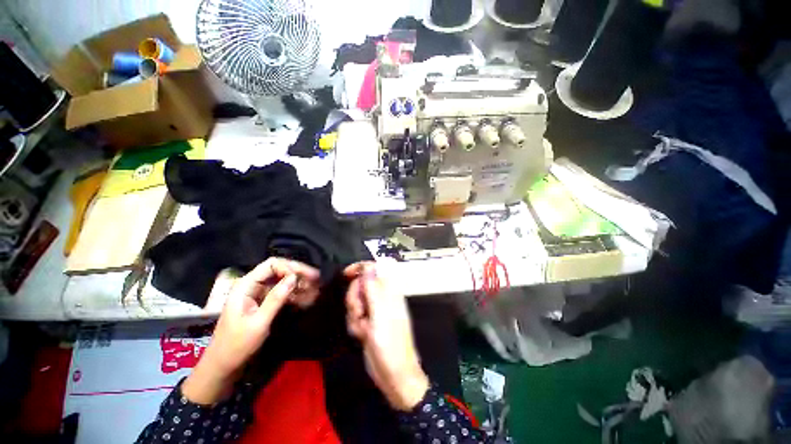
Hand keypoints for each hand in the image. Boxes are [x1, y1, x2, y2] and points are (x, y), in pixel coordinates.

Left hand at [183, 258, 319, 404]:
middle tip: (316, 279)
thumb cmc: (237, 345)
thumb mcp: (259, 322)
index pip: (272, 265)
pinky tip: (306, 298)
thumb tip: (294, 277)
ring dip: (298, 284)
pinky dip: (294, 294)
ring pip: (282, 281)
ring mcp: (258, 293)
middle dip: (298, 274)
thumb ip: (276, 298)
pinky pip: (281, 292)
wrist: (224, 365)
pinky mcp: (263, 302)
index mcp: (246, 285)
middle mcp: (252, 285)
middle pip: (279, 270)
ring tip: (315, 289)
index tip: (306, 276)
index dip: (290, 267)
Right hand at [344, 262, 428, 410]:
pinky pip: (354, 315)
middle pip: (360, 284)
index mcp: (389, 291)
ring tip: (364, 329)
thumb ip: (373, 289)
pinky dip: (355, 325)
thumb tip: (369, 266)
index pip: (375, 269)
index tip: (346, 275)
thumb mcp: (380, 315)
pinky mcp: (367, 322)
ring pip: (355, 301)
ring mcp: (374, 310)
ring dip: (355, 315)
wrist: (393, 374)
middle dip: (355, 298)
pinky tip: (363, 335)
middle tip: (360, 313)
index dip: (360, 268)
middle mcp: (382, 297)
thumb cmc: (390, 344)